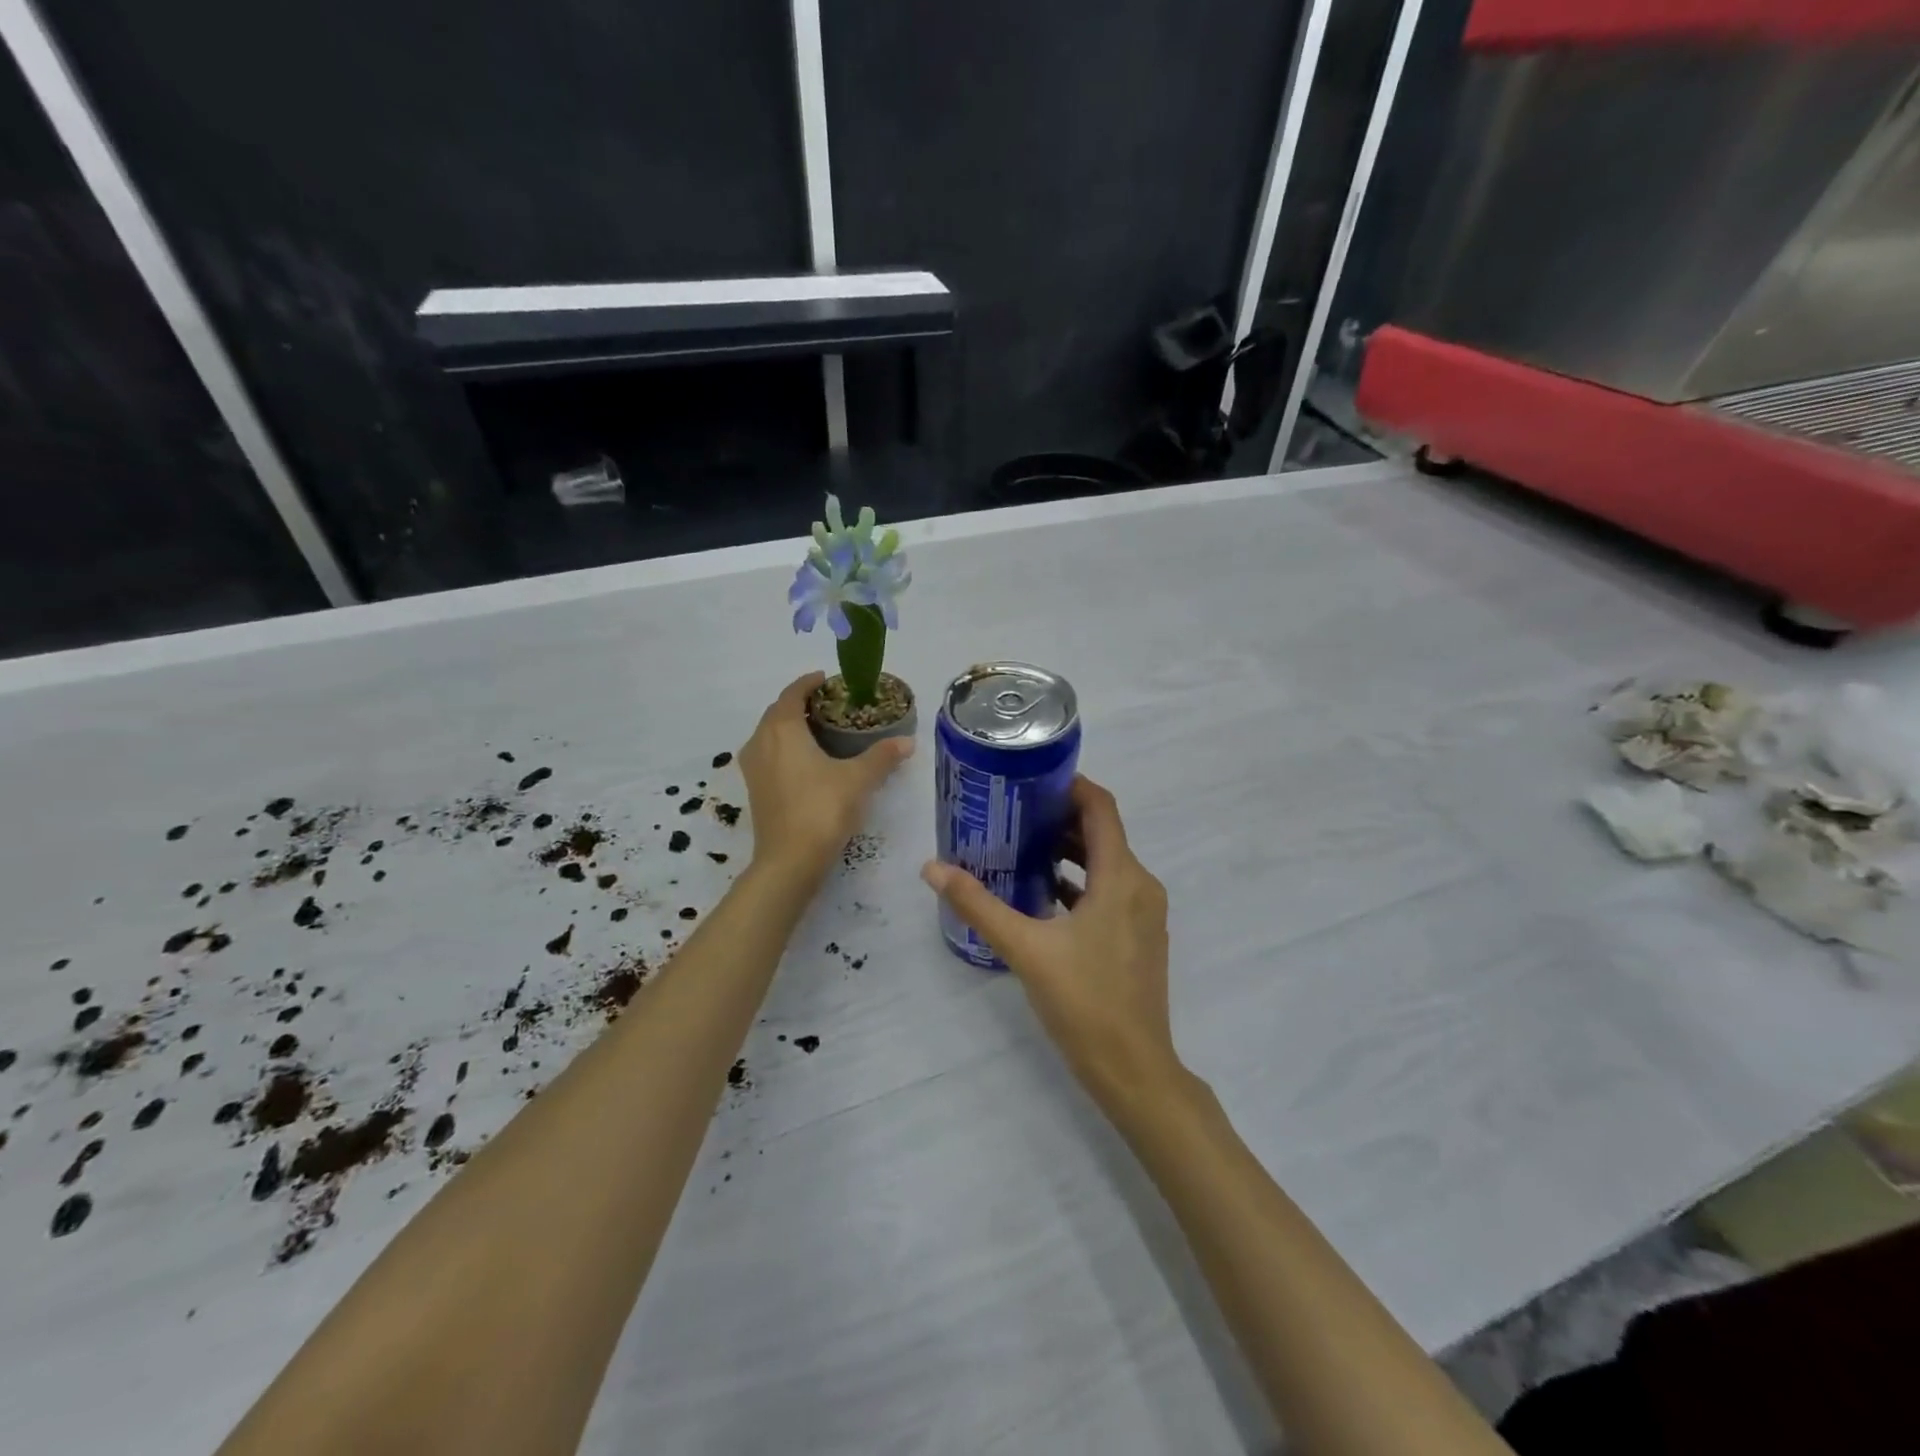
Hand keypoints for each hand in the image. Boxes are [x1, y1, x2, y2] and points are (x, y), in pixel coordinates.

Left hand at [740, 672, 913, 881]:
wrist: (789, 861)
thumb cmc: (822, 810)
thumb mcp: (858, 780)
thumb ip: (882, 756)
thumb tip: (908, 741)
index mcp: (782, 729)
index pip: (793, 693)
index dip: (809, 683)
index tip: (828, 680)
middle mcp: (761, 741)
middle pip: (778, 712)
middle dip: (801, 704)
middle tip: (830, 706)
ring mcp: (753, 767)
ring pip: (770, 734)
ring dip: (790, 727)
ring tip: (819, 731)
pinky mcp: (754, 789)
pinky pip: (768, 755)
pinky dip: (784, 748)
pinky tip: (806, 762)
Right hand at [921, 776, 1182, 1114]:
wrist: (1134, 1070)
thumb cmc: (1084, 1002)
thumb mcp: (1025, 949)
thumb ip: (978, 905)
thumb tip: (932, 867)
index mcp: (1121, 877)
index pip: (1101, 808)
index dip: (1071, 786)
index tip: (1031, 780)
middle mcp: (1140, 885)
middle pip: (1103, 833)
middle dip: (1060, 818)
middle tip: (1013, 812)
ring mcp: (1144, 913)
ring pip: (1107, 863)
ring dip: (1069, 851)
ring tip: (1021, 847)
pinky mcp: (1139, 936)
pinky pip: (1111, 891)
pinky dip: (1081, 882)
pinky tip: (1043, 894)